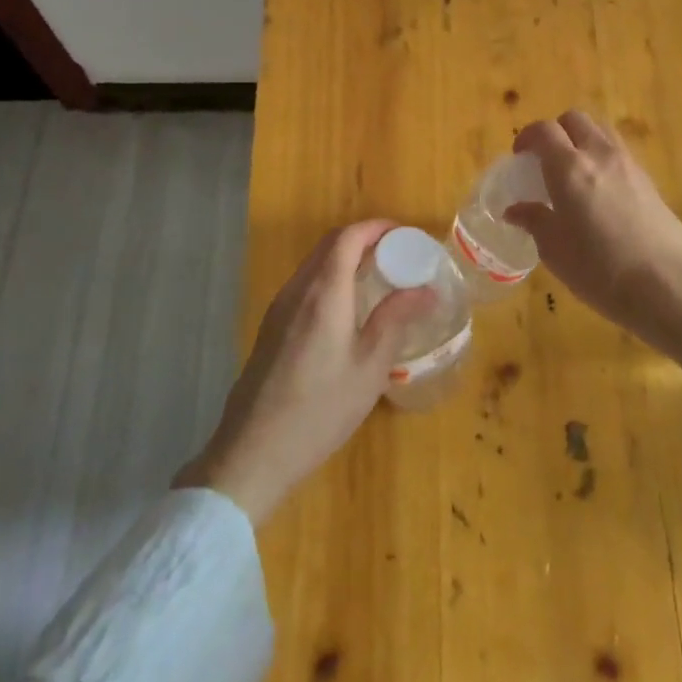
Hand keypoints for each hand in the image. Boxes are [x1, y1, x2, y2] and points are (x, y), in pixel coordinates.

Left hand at [175, 221, 433, 523]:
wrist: (253, 454)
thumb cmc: (320, 410)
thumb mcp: (370, 367)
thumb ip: (395, 319)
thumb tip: (427, 290)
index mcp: (324, 293)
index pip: (348, 237)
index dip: (377, 228)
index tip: (406, 235)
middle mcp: (297, 291)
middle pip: (330, 246)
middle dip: (364, 240)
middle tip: (399, 255)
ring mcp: (279, 309)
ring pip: (315, 265)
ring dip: (346, 259)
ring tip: (380, 278)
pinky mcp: (271, 328)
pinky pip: (305, 286)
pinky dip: (331, 279)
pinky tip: (349, 308)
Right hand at [505, 110, 681, 323]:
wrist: (666, 284)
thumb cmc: (599, 269)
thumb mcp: (554, 250)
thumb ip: (534, 221)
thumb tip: (516, 210)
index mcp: (569, 167)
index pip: (544, 130)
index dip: (528, 136)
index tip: (520, 156)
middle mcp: (600, 154)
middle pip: (575, 119)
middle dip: (556, 131)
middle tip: (546, 159)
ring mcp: (629, 165)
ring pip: (602, 131)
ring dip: (583, 140)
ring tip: (575, 171)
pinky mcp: (650, 181)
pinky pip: (620, 153)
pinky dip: (604, 159)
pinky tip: (601, 192)